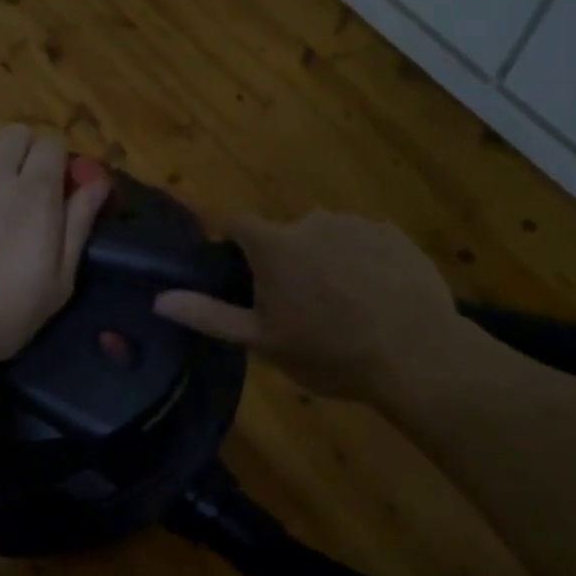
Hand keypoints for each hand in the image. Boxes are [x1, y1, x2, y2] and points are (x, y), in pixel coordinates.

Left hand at [0, 126, 108, 363]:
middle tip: (25, 186)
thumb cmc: (2, 312)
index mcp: (35, 192)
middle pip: (16, 133)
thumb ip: (79, 224)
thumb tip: (98, 182)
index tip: (58, 187)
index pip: (52, 143)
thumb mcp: (59, 281)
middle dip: (26, 151)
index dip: (58, 159)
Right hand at [153, 210, 463, 407]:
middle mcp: (312, 221)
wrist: (415, 354)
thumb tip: (159, 300)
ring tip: (347, 306)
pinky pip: (365, 241)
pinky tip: (379, 297)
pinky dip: (364, 261)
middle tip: (303, 307)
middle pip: (286, 234)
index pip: (238, 222)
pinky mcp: (394, 234)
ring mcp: (358, 224)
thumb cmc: (329, 351)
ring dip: (328, 260)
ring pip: (328, 237)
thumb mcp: (263, 341)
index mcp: (275, 245)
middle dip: (288, 261)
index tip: (244, 272)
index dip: (236, 243)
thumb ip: (209, 315)